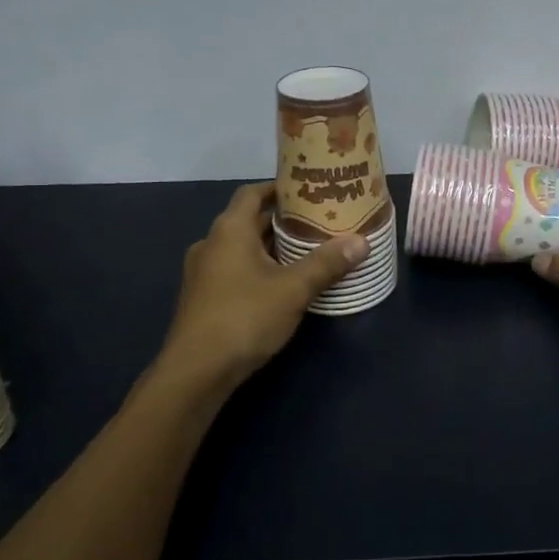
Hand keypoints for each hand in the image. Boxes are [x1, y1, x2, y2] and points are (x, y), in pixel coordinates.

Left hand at [159, 182, 366, 387]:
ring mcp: (204, 273)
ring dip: (272, 247)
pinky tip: (284, 283)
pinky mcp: (205, 298)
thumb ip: (326, 263)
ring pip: (243, 248)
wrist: (197, 371)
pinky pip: (236, 270)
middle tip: (319, 221)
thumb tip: (361, 241)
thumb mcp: (293, 289)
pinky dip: (260, 268)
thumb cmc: (244, 317)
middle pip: (249, 220)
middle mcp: (212, 243)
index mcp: (230, 230)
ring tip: (308, 250)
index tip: (308, 189)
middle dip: (283, 221)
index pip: (253, 192)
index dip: (279, 188)